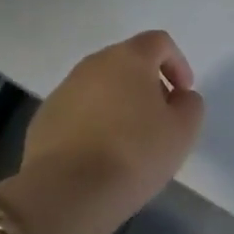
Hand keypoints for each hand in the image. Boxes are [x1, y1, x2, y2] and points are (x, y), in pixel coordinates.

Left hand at [11, 31, 205, 233]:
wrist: (66, 192)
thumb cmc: (134, 153)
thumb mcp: (183, 130)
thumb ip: (190, 104)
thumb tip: (178, 97)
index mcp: (128, 58)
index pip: (159, 42)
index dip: (177, 64)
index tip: (183, 95)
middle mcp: (93, 64)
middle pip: (127, 62)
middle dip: (147, 84)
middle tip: (159, 119)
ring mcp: (64, 90)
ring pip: (101, 86)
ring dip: (119, 104)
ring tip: (129, 142)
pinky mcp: (44, 118)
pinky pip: (79, 111)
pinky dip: (94, 123)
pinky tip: (100, 155)